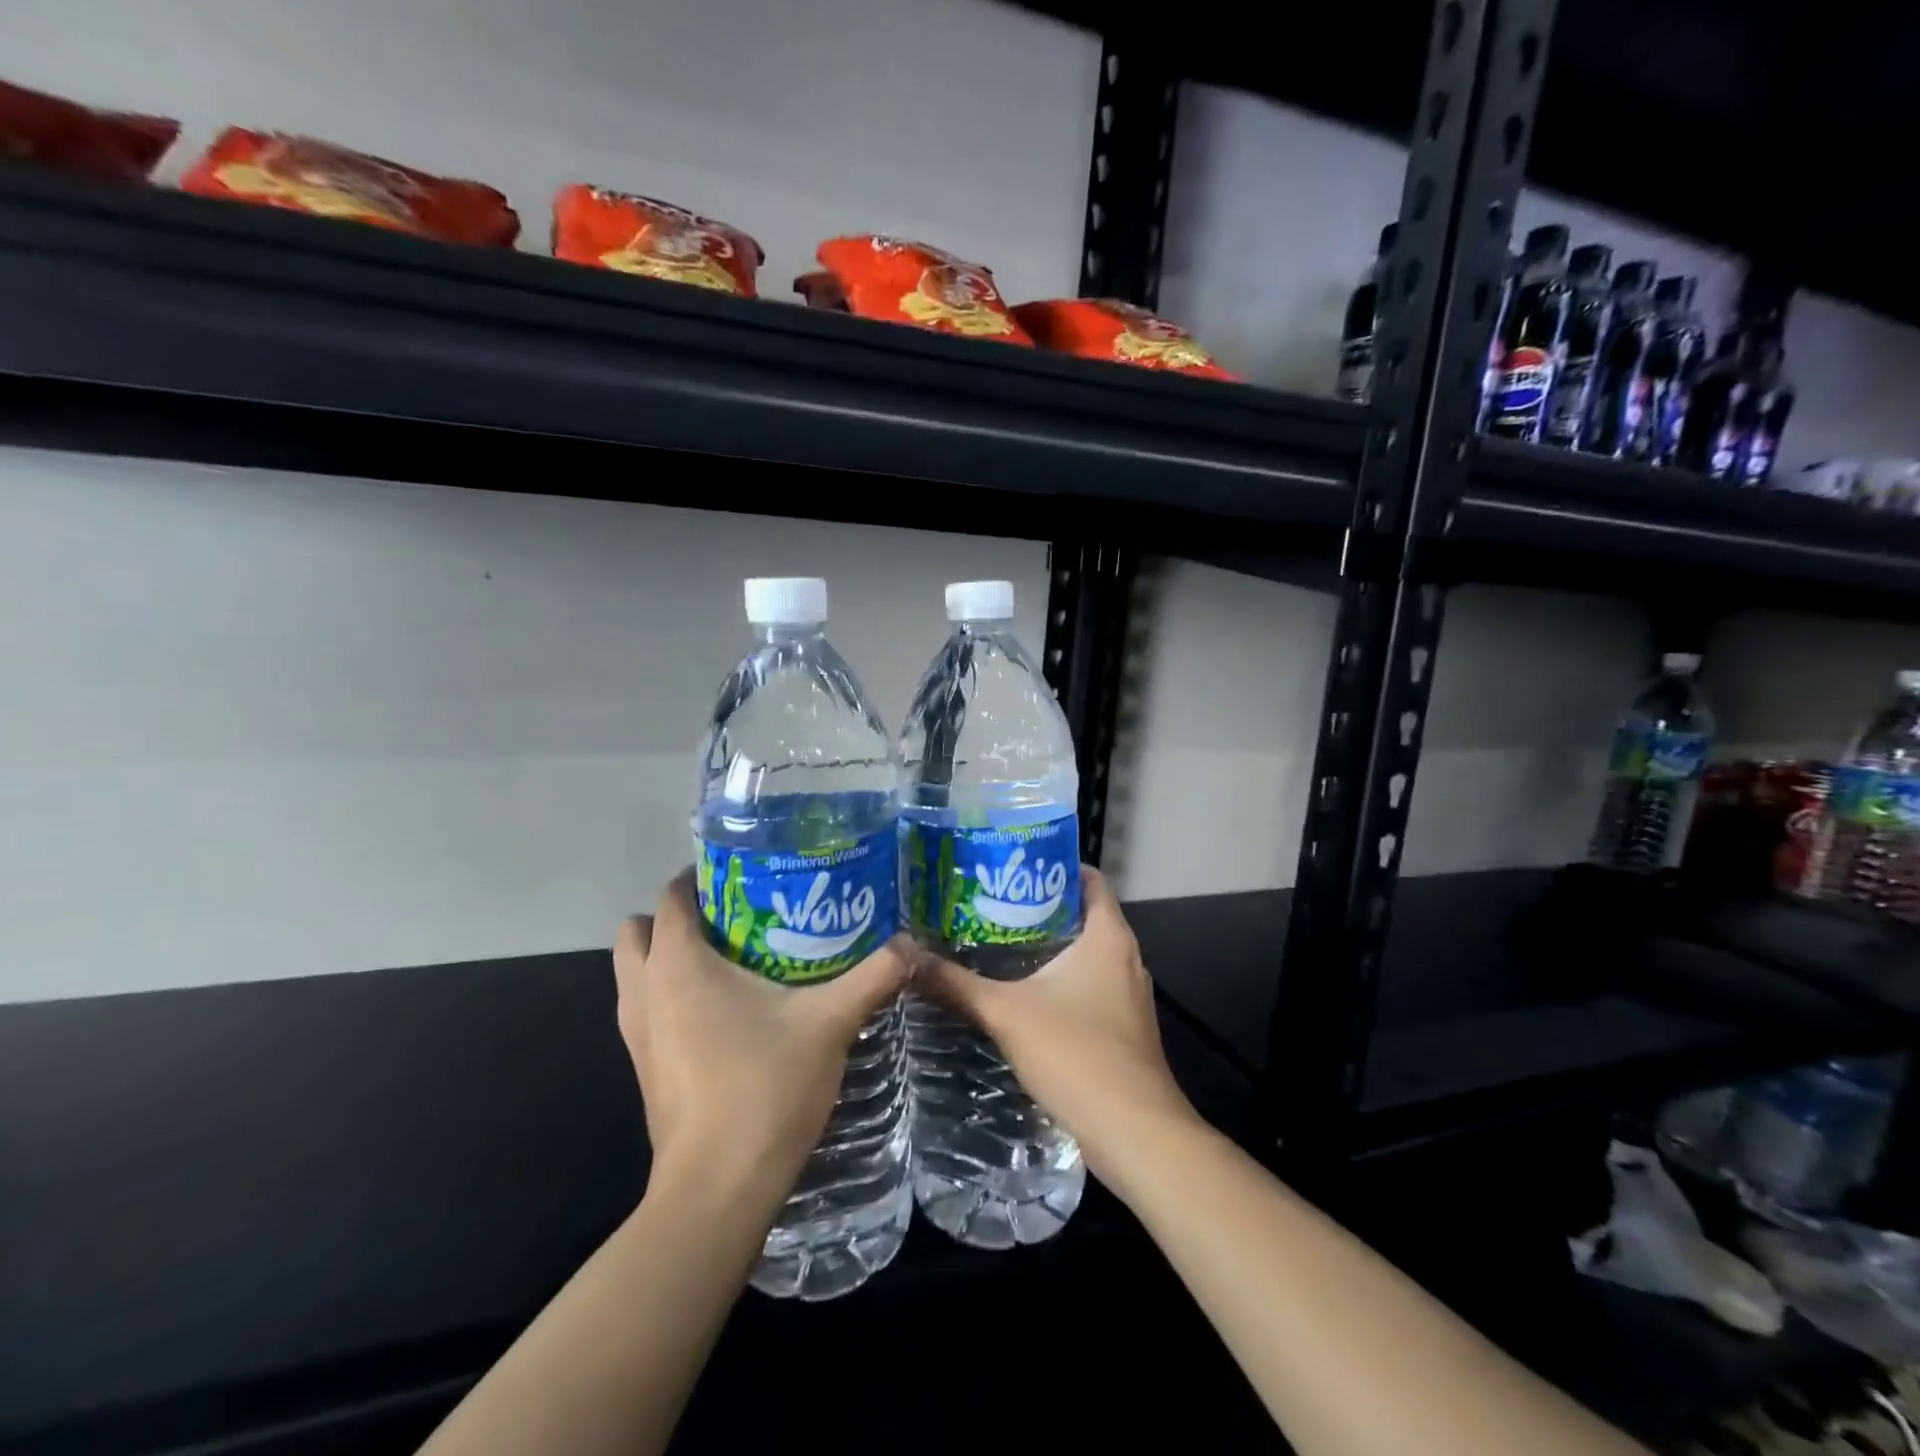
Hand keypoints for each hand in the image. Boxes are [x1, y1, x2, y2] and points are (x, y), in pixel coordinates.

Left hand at [615, 869, 909, 1203]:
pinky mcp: (643, 1069)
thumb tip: (913, 943)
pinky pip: (646, 1010)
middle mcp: (645, 991)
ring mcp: (636, 1034)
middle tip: (734, 917)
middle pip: (640, 930)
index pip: (673, 897)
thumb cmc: (765, 1088)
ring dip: (667, 958)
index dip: (701, 877)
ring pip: (635, 973)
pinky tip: (724, 1012)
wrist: (718, 1191)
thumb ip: (873, 976)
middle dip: (678, 917)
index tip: (745, 875)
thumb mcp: (830, 1023)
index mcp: (679, 964)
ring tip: (730, 959)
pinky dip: (670, 997)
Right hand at [915, 866, 1197, 1185]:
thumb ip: (956, 985)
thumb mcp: (1006, 1014)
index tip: (1010, 865)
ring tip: (995, 941)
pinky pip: (1088, 985)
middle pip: (1082, 913)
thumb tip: (907, 958)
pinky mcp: (1122, 1027)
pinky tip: (1020, 992)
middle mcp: (1125, 957)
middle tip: (989, 902)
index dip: (1053, 864)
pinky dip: (1058, 980)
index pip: (1089, 878)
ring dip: (1047, 946)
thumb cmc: (1078, 1055)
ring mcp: (1127, 994)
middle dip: (1038, 906)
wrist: (1135, 1134)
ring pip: (1085, 953)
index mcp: (1108, 936)